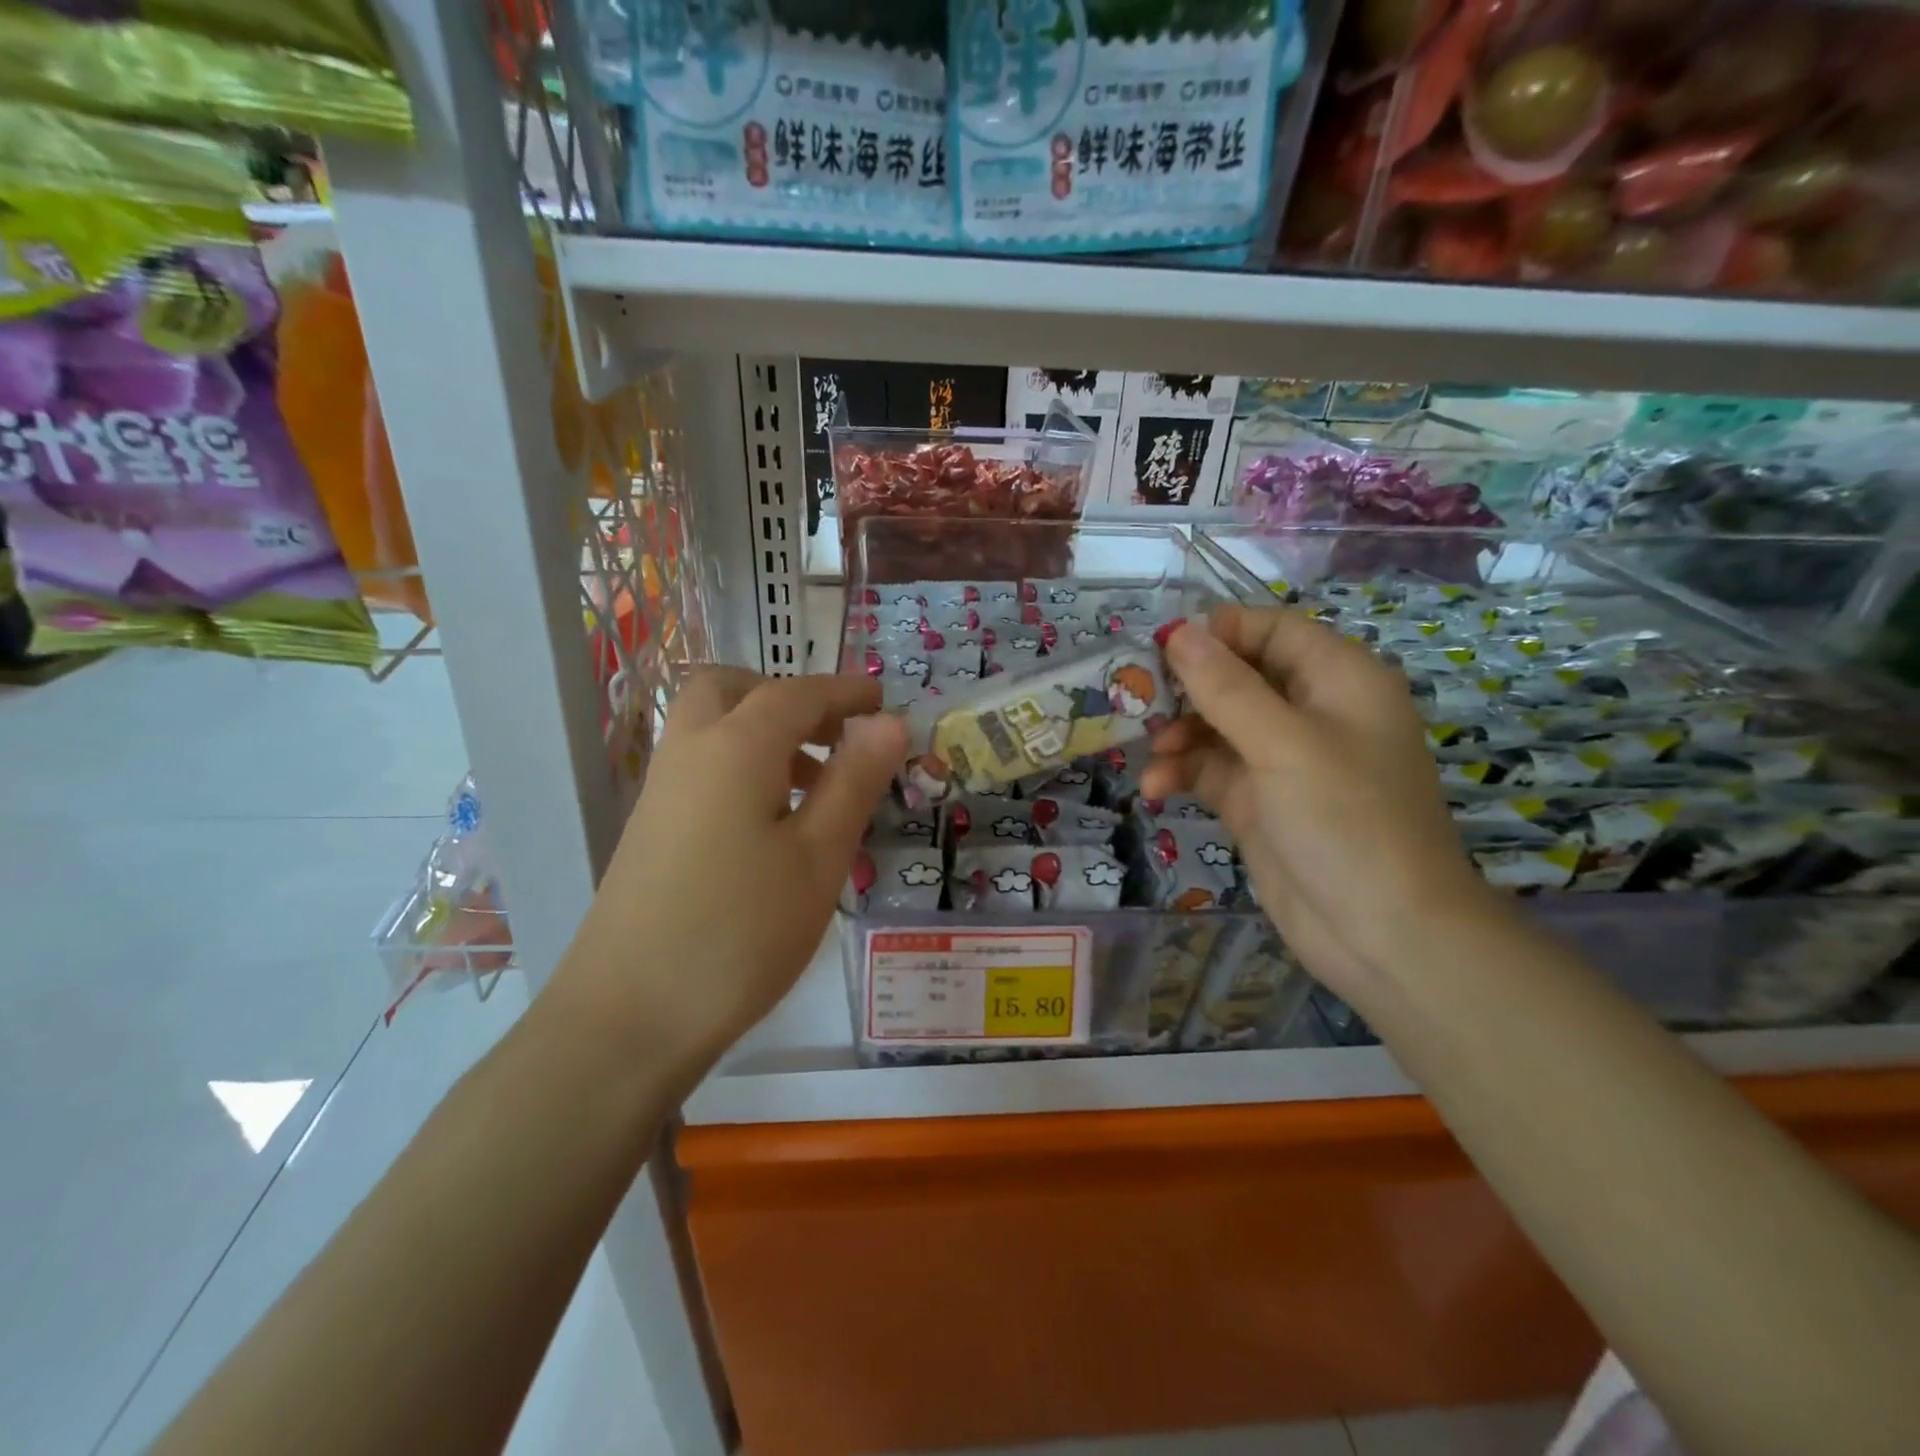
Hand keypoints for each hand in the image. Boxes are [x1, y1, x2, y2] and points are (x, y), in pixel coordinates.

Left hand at [555, 668, 905, 1077]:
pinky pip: (701, 765)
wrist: (629, 1017)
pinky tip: (773, 825)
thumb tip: (888, 721)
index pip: (796, 694)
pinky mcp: (650, 828)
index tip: (884, 699)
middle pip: (734, 690)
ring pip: (712, 727)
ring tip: (816, 785)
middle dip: (788, 697)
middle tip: (834, 735)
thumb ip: (854, 780)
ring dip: (764, 732)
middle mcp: (690, 751)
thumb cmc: (741, 931)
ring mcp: (661, 790)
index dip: (845, 691)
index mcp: (736, 747)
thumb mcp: (818, 856)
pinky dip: (741, 764)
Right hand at [1143, 604, 1499, 1009]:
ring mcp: (1282, 759)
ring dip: (1178, 736)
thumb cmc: (1347, 821)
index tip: (1161, 650)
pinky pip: (1210, 769)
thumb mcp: (1283, 744)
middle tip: (1136, 704)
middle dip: (1186, 689)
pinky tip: (1156, 790)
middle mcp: (1310, 710)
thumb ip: (1226, 687)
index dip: (1216, 633)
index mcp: (1337, 678)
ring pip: (1215, 725)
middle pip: (1235, 676)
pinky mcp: (1258, 800)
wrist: (1383, 934)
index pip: (1270, 630)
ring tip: (1152, 757)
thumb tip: (1178, 631)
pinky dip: (1182, 774)